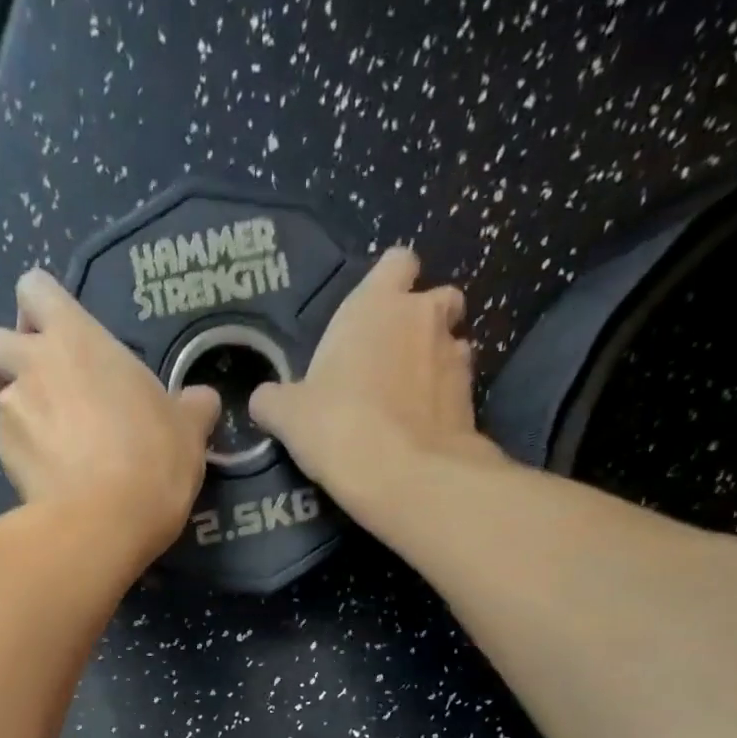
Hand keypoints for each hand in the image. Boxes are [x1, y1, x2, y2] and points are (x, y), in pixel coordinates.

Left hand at [0, 269, 218, 557]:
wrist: (104, 521)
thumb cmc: (152, 460)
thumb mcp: (188, 430)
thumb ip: (191, 406)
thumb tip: (202, 401)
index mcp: (77, 339)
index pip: (34, 289)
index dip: (40, 310)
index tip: (60, 339)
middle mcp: (33, 365)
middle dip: (7, 359)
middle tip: (44, 388)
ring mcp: (10, 412)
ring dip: (20, 413)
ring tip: (57, 446)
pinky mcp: (2, 457)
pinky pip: (8, 444)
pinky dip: (26, 456)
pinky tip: (54, 478)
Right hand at [249, 248, 500, 509]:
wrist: (404, 474)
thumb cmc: (338, 426)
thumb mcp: (287, 416)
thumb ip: (274, 400)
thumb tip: (264, 400)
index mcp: (376, 305)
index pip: (396, 263)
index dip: (387, 284)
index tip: (371, 315)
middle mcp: (423, 317)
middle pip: (436, 299)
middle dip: (421, 321)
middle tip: (391, 358)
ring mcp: (455, 355)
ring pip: (452, 343)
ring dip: (434, 362)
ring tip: (408, 399)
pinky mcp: (472, 398)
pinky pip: (457, 388)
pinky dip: (443, 401)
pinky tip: (421, 428)